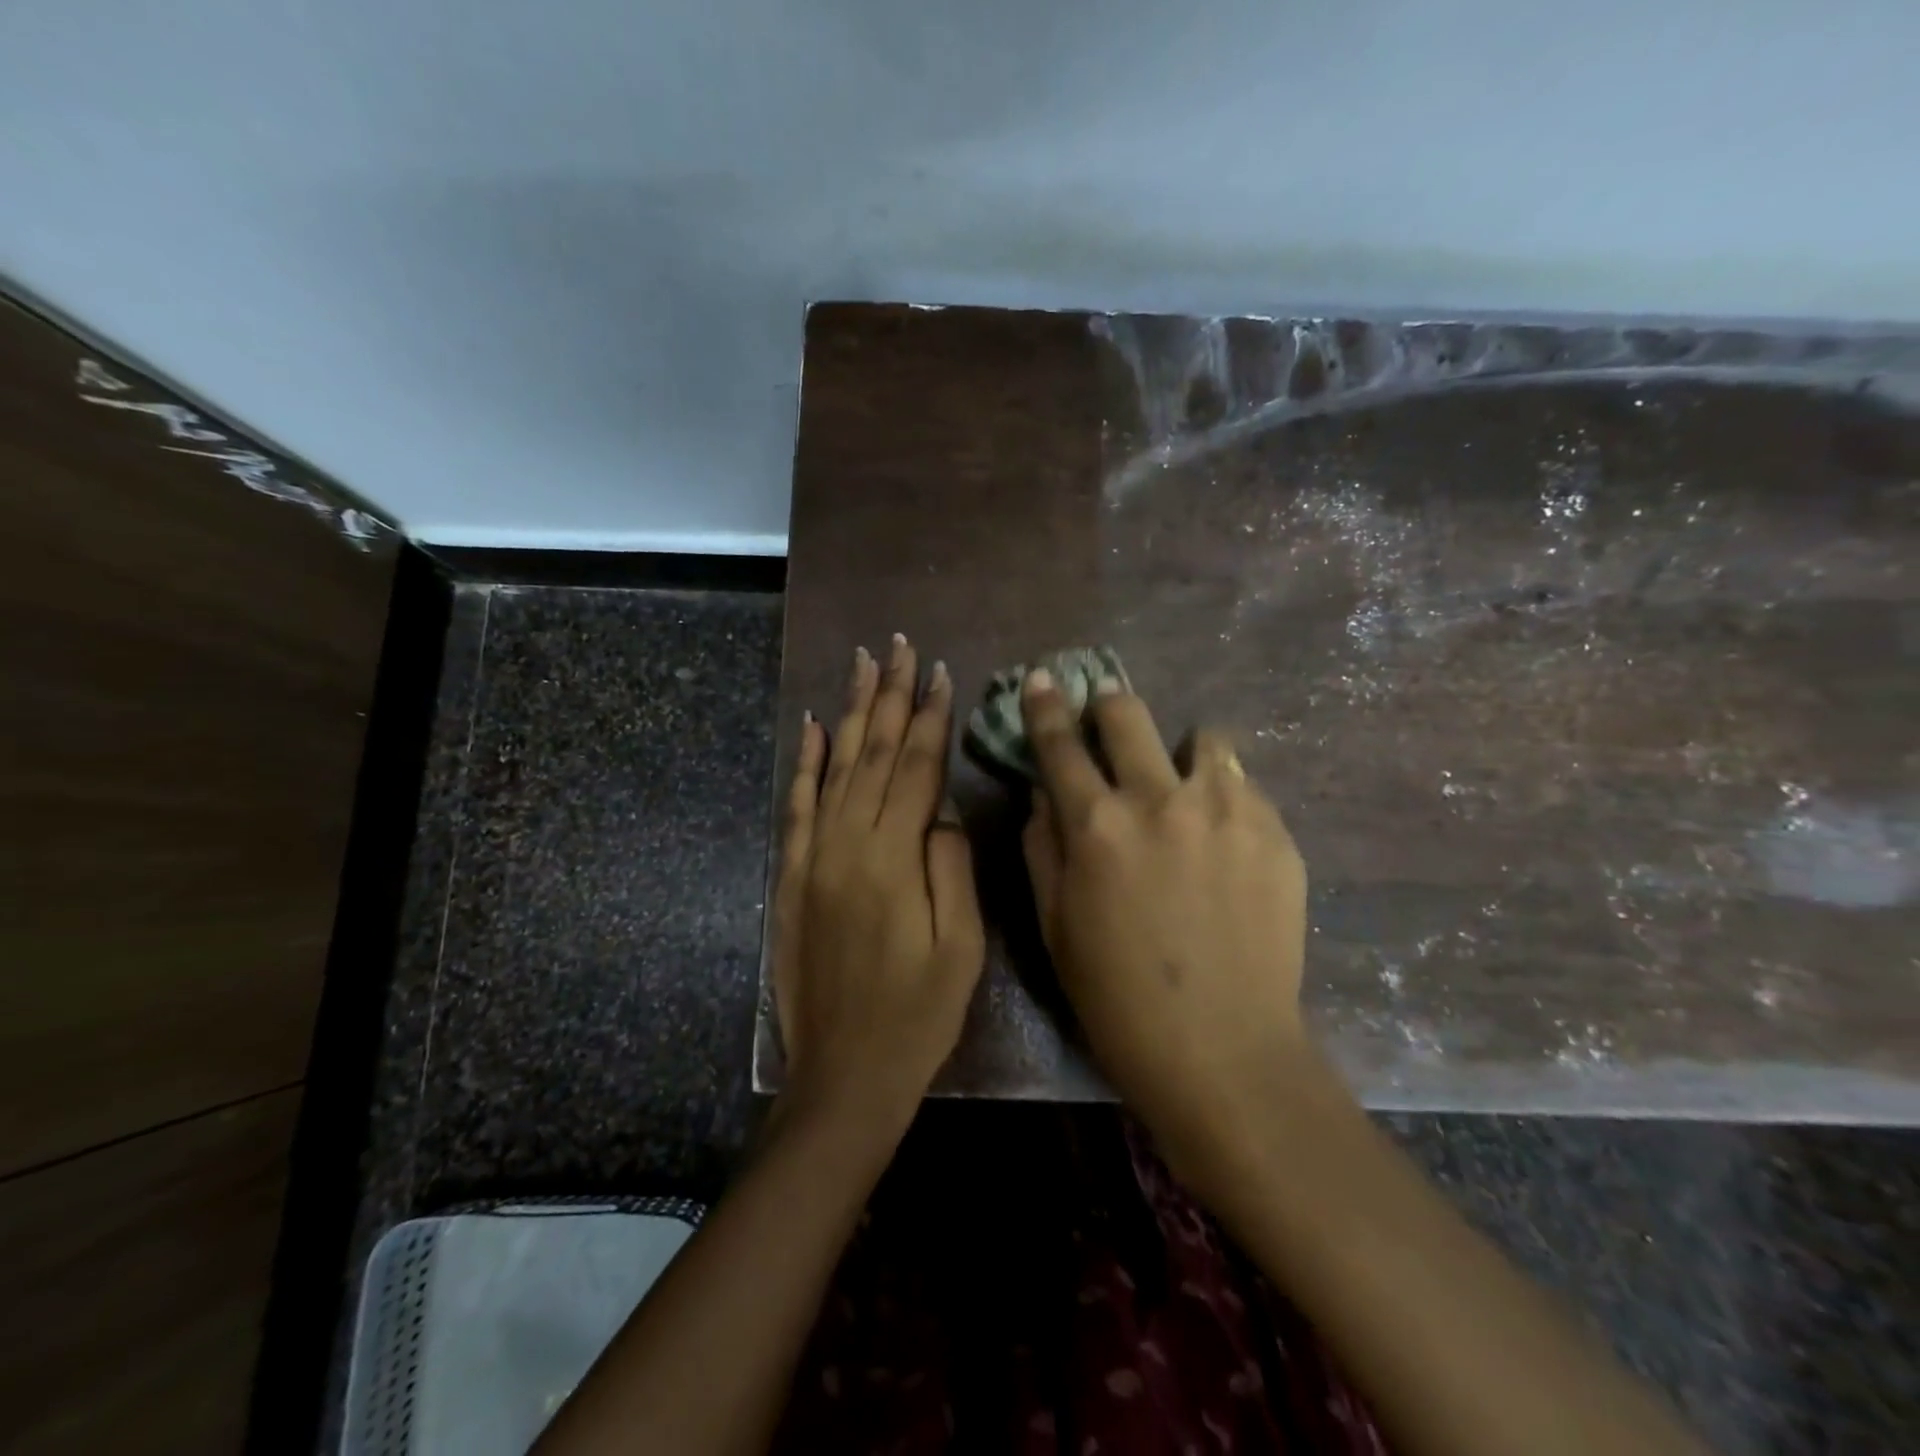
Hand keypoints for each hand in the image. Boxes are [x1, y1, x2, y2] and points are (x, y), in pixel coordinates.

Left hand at [771, 636, 985, 1136]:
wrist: (845, 1075)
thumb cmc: (918, 1016)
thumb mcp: (961, 948)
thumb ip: (951, 868)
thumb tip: (939, 811)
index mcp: (894, 859)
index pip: (916, 768)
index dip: (930, 717)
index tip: (939, 671)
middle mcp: (847, 845)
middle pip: (873, 754)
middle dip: (890, 696)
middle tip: (898, 646)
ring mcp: (813, 858)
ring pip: (836, 767)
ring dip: (852, 712)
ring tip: (862, 665)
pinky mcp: (791, 877)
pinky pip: (797, 806)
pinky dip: (806, 763)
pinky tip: (814, 727)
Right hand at [1020, 671, 1307, 1184]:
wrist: (1223, 1051)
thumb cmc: (1117, 996)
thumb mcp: (1054, 923)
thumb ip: (1042, 844)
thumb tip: (1044, 791)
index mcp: (1096, 825)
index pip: (1060, 742)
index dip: (1045, 704)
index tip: (1042, 679)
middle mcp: (1159, 799)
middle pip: (1128, 713)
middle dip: (1109, 704)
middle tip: (1107, 716)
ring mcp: (1225, 810)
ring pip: (1202, 737)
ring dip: (1180, 751)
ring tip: (1180, 787)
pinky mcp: (1275, 830)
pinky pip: (1242, 784)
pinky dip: (1222, 795)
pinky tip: (1221, 840)